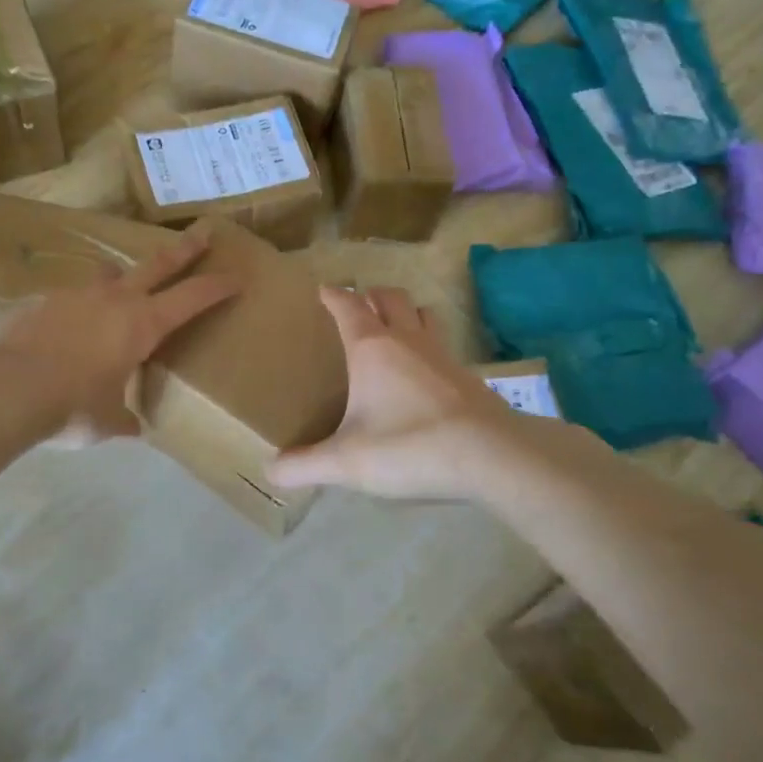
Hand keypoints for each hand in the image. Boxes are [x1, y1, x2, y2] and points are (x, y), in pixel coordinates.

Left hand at [0, 226, 237, 444]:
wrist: (6, 388)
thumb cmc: (72, 406)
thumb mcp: (108, 421)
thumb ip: (125, 419)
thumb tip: (134, 429)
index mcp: (143, 324)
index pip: (192, 298)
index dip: (218, 287)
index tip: (238, 276)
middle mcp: (115, 299)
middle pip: (158, 264)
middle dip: (185, 249)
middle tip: (203, 231)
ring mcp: (77, 295)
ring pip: (110, 275)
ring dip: (124, 277)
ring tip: (122, 285)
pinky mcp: (44, 301)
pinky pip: (73, 297)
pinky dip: (82, 306)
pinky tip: (71, 326)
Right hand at [269, 286, 524, 499]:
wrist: (491, 455)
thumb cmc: (409, 446)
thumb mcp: (347, 462)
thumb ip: (305, 466)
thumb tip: (271, 472)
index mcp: (371, 348)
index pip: (348, 306)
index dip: (333, 295)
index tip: (323, 289)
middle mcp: (407, 340)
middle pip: (390, 298)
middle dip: (371, 295)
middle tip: (359, 305)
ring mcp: (442, 355)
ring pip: (423, 314)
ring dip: (407, 311)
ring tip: (394, 326)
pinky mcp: (468, 376)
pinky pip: (442, 345)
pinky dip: (428, 344)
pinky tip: (425, 371)